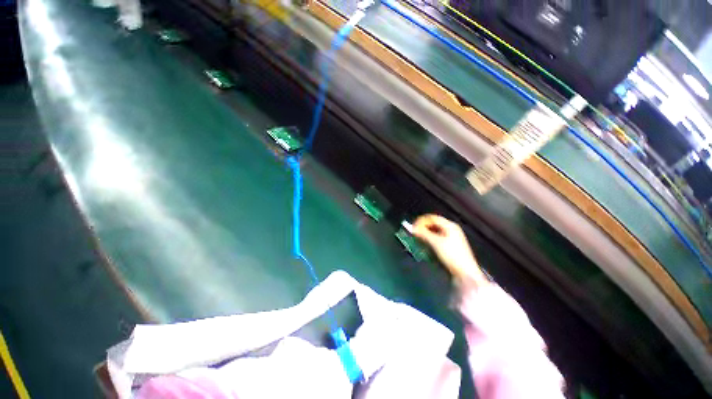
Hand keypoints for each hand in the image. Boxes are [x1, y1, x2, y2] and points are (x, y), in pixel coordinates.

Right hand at [412, 214, 488, 287]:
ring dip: (425, 233)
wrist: (465, 273)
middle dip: (423, 227)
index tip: (412, 227)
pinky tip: (425, 244)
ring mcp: (451, 237)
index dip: (421, 221)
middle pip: (433, 224)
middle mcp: (451, 229)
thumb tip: (412, 228)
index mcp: (450, 225)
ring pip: (434, 231)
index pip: (432, 218)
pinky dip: (430, 239)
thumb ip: (423, 234)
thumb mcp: (436, 243)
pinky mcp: (450, 245)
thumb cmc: (452, 255)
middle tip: (414, 233)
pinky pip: (437, 238)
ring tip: (418, 238)